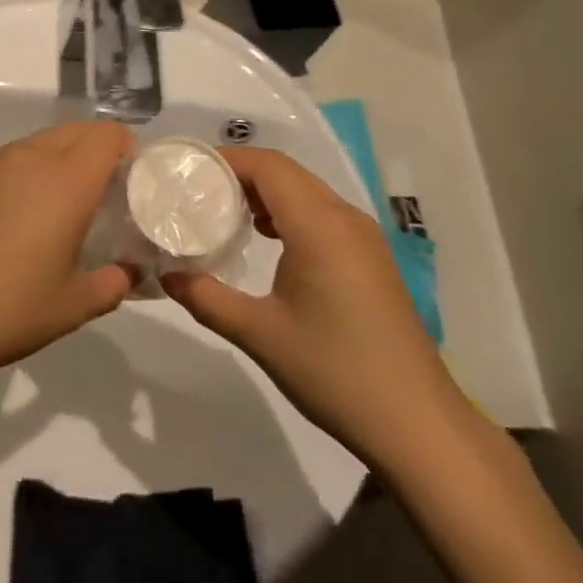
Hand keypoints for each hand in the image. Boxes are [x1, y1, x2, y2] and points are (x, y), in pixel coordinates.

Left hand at [0, 122, 135, 387]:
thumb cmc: (3, 311)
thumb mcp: (72, 307)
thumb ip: (113, 283)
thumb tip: (127, 271)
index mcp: (65, 180)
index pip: (107, 135)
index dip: (126, 150)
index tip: (127, 184)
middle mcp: (27, 158)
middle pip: (74, 130)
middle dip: (94, 152)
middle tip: (97, 198)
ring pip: (36, 143)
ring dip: (56, 161)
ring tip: (51, 210)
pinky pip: (3, 160)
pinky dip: (20, 175)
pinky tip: (6, 222)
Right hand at [161, 146, 467, 464]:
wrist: (415, 421)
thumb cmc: (334, 371)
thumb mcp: (260, 335)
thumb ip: (207, 298)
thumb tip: (166, 275)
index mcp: (318, 225)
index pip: (267, 166)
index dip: (226, 161)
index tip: (187, 174)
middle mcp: (344, 218)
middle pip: (286, 172)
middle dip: (240, 174)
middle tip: (196, 192)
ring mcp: (363, 237)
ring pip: (306, 191)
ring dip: (265, 192)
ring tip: (224, 213)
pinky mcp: (371, 257)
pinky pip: (322, 213)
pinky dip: (288, 211)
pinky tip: (266, 240)